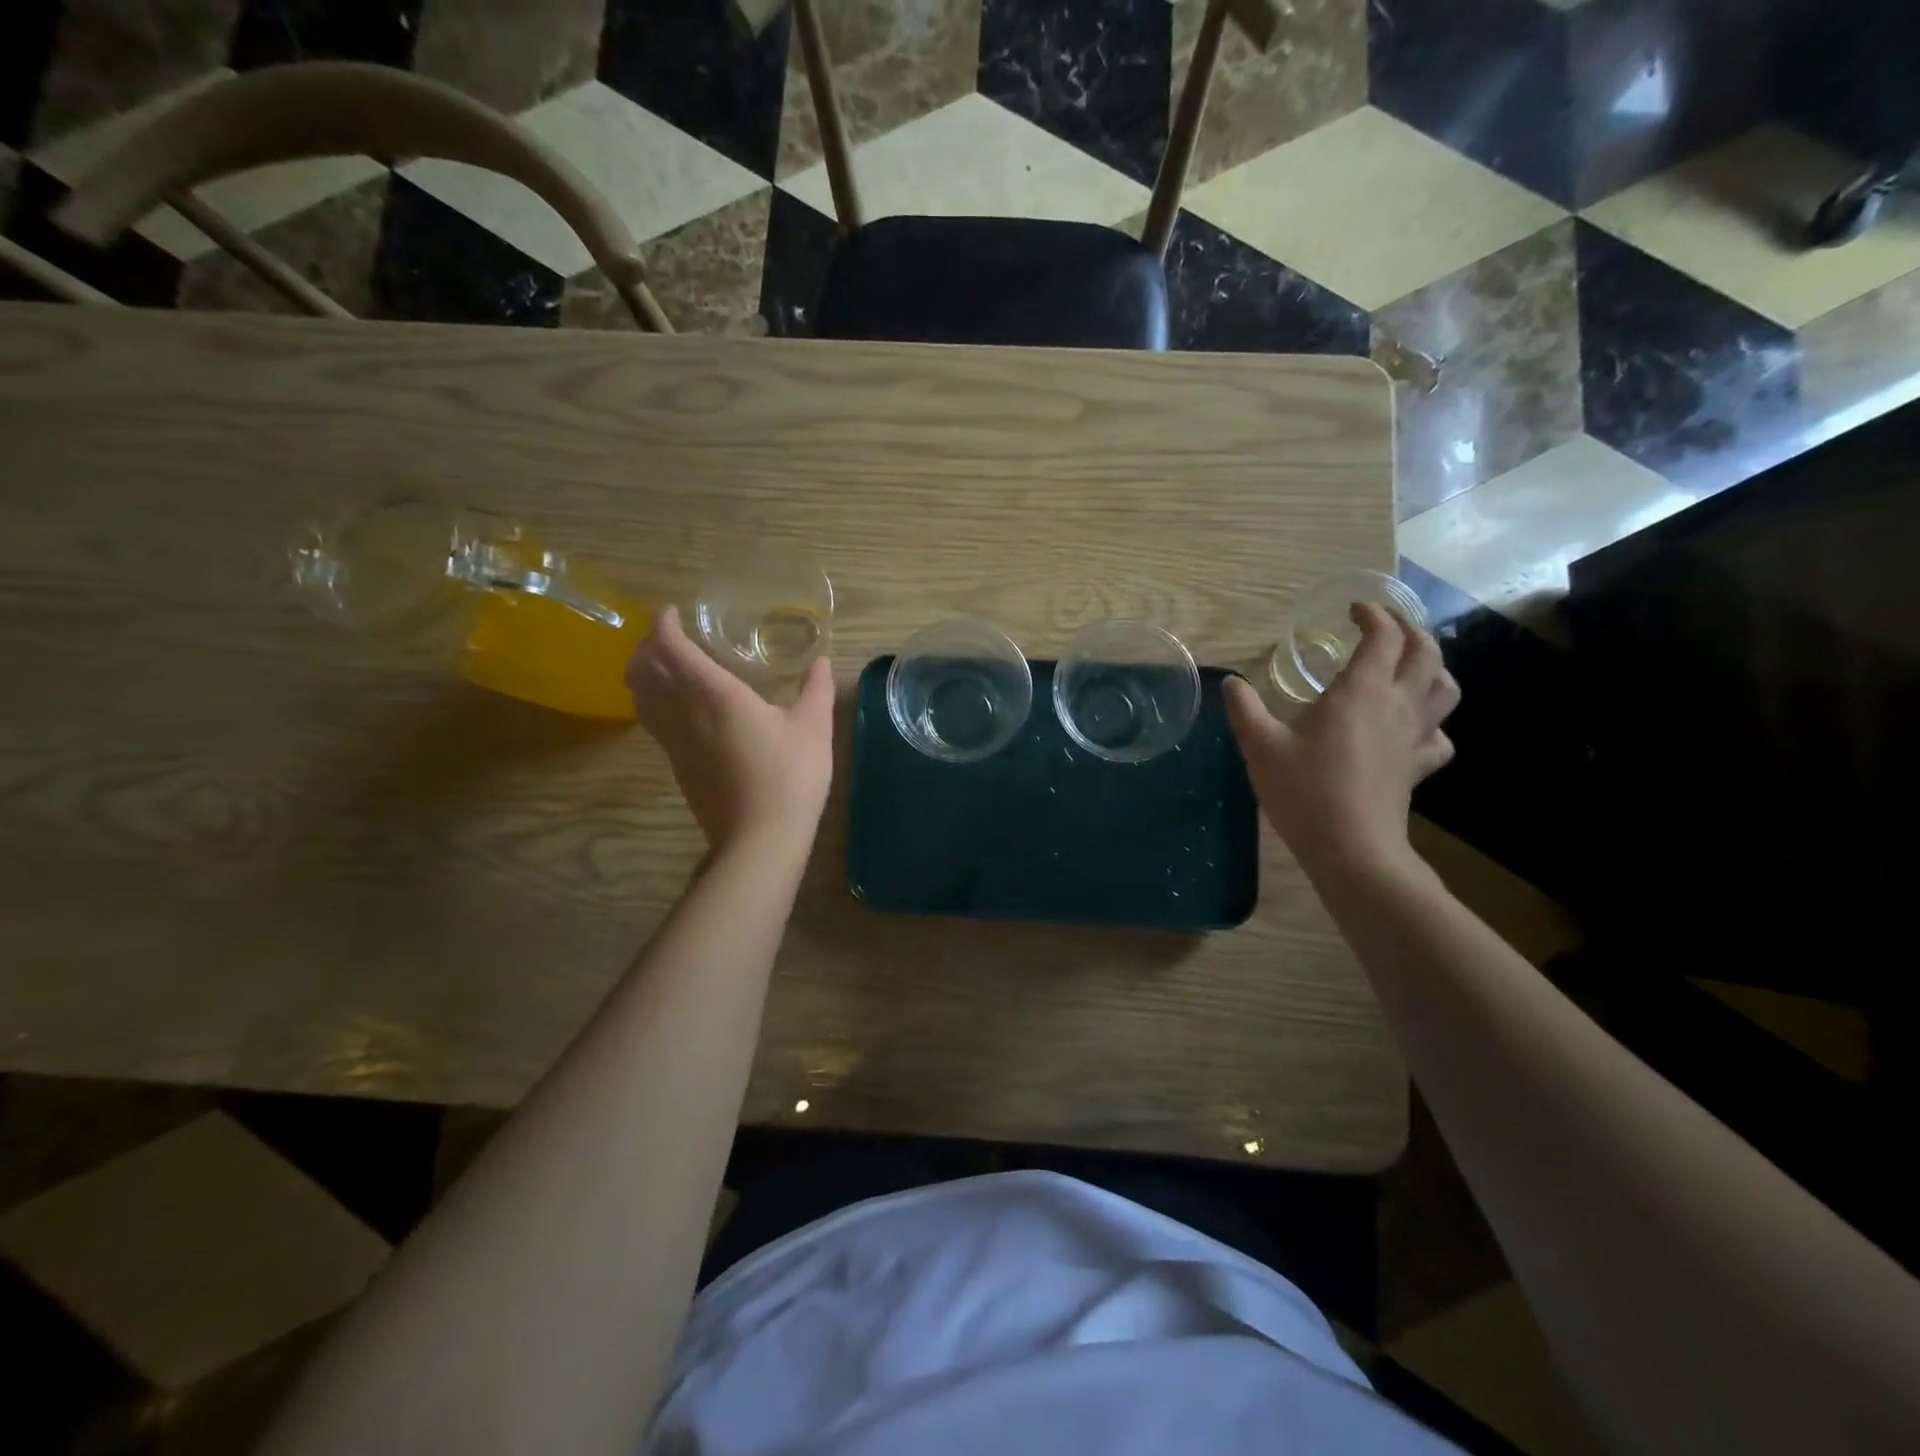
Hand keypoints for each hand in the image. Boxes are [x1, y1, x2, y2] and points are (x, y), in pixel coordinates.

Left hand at [626, 605, 835, 854]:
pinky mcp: (676, 765)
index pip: (672, 648)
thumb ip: (817, 689)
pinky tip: (677, 706)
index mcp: (714, 694)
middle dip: (648, 645)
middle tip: (670, 635)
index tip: (673, 612)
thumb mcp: (814, 727)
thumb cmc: (790, 776)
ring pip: (640, 696)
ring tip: (666, 664)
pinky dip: (652, 700)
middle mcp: (683, 713)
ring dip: (644, 673)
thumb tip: (822, 662)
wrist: (761, 838)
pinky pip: (652, 720)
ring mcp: (674, 742)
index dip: (665, 625)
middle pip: (644, 669)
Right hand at [1224, 604, 1458, 875]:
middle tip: (1384, 625)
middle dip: (1408, 628)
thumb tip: (1230, 682)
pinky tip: (1411, 727)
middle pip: (1425, 652)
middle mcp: (1397, 705)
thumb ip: (1244, 709)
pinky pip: (1440, 735)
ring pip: (1444, 688)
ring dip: (1431, 667)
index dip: (1373, 615)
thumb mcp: (1260, 747)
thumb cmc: (1305, 792)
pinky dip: (1432, 722)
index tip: (1353, 610)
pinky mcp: (1418, 767)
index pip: (1383, 636)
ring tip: (1407, 665)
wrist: (1352, 849)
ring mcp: (1415, 737)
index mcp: (1362, 691)